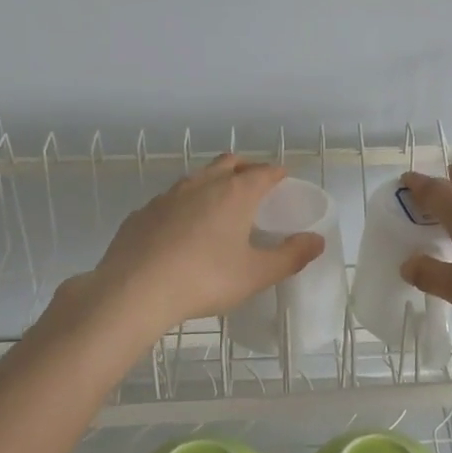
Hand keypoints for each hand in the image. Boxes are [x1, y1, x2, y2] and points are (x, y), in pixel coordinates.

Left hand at [81, 155, 323, 334]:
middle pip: (230, 162)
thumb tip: (317, 241)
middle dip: (246, 169)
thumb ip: (290, 256)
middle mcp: (203, 184)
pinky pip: (171, 199)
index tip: (284, 180)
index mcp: (235, 193)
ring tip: (220, 207)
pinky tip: (182, 231)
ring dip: (213, 183)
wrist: (134, 290)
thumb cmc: (204, 279)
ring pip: (198, 177)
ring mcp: (168, 195)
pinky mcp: (143, 212)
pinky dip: (184, 206)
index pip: (264, 171)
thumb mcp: (255, 274)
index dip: (278, 174)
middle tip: (255, 188)